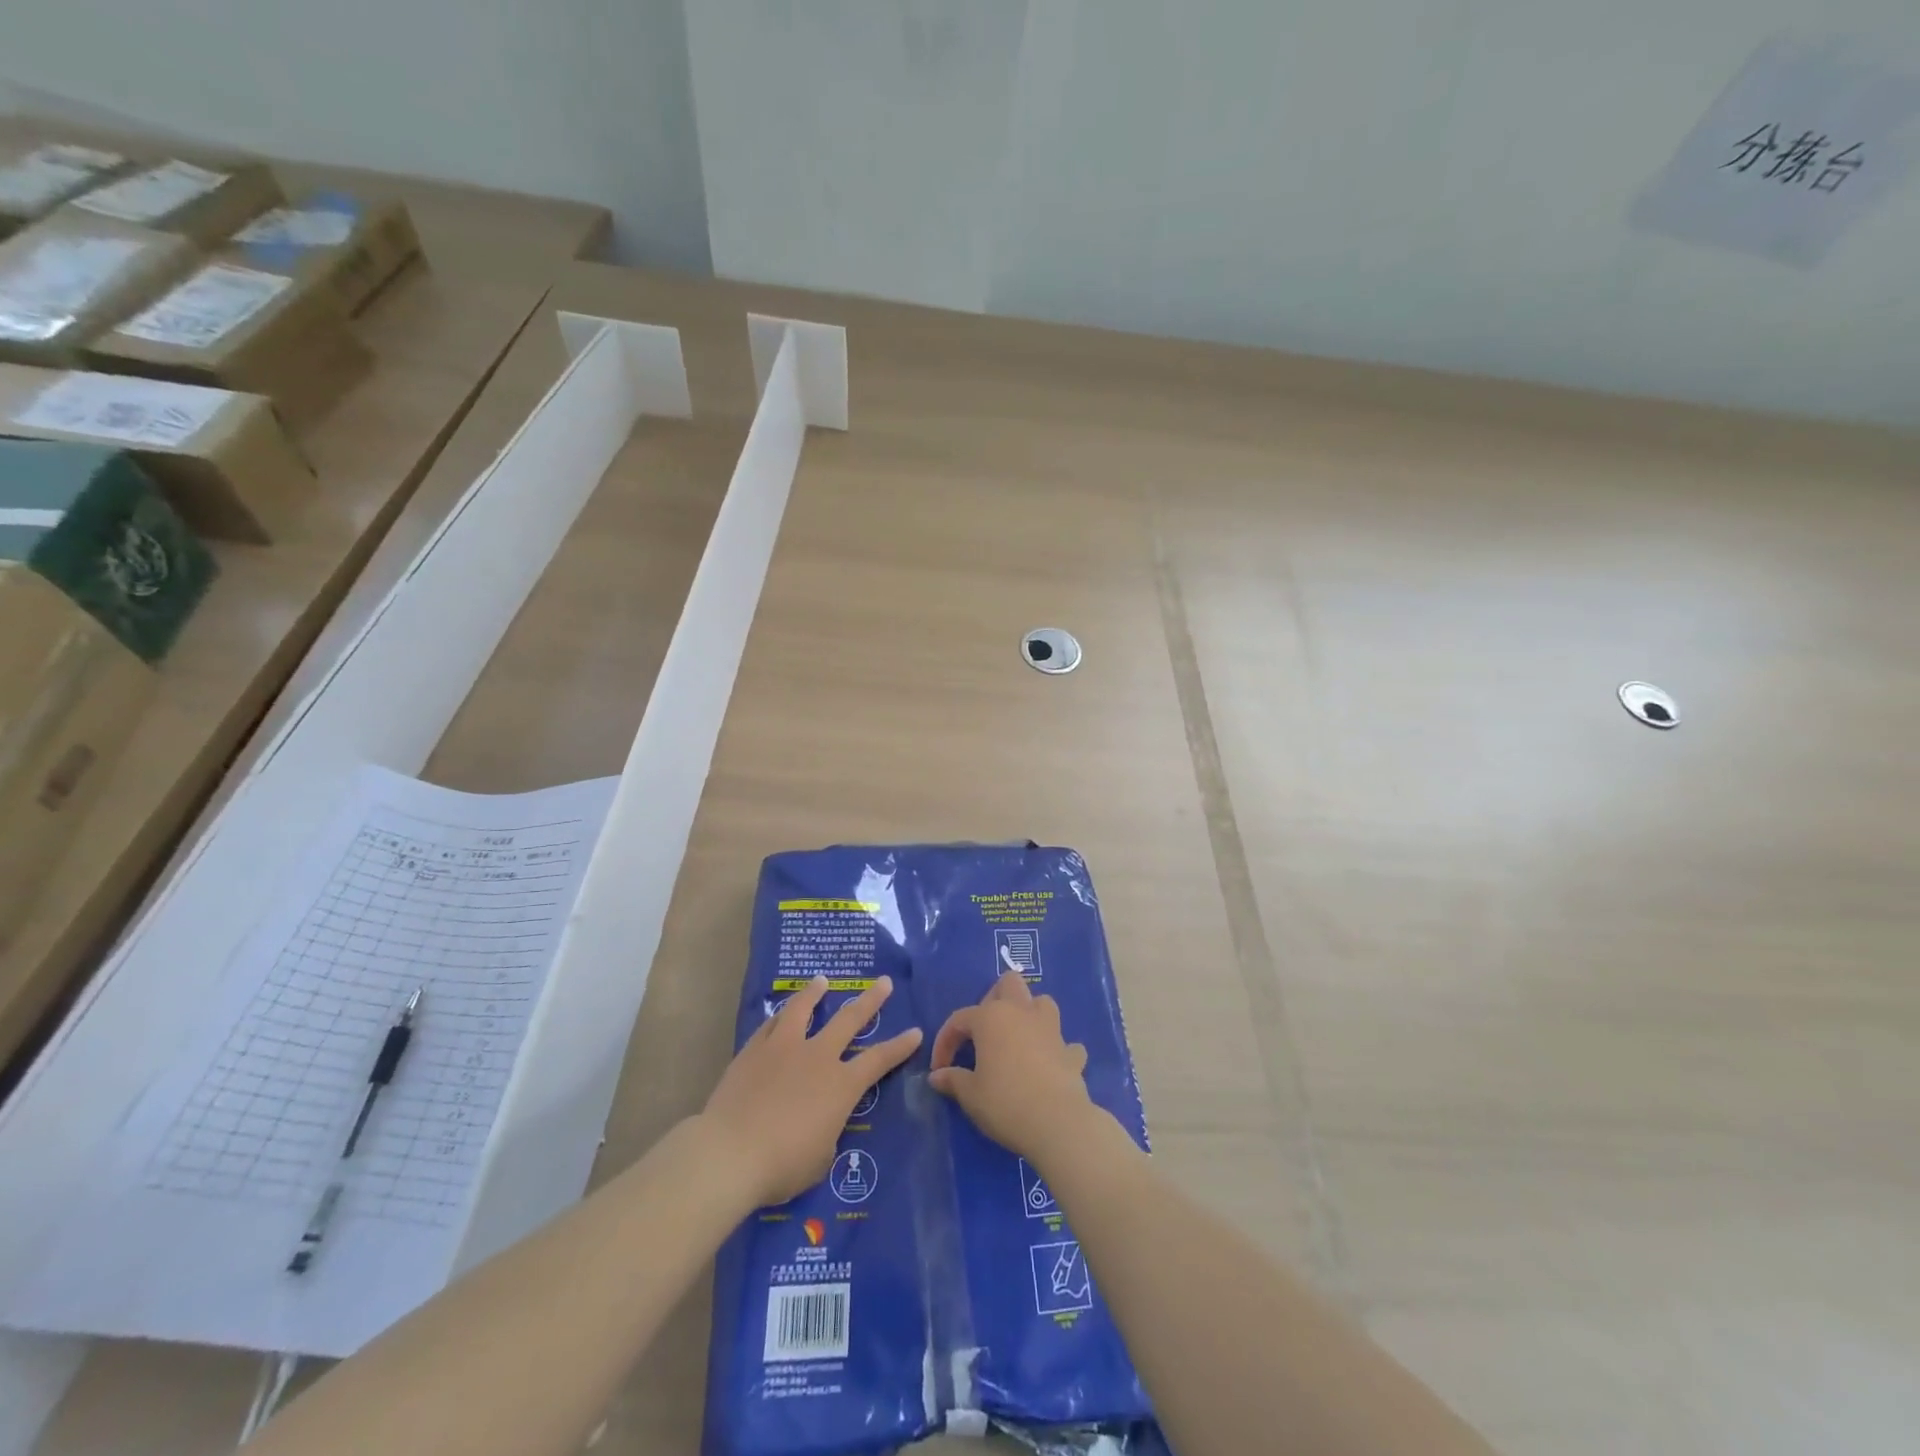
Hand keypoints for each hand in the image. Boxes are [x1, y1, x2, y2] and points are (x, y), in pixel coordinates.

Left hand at [701, 975, 921, 1206]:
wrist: (730, 1153)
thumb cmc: (782, 1165)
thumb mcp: (819, 1160)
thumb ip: (826, 1135)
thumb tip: (820, 1126)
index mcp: (841, 1085)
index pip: (879, 1060)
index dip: (900, 1046)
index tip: (915, 1031)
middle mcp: (818, 1057)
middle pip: (849, 1020)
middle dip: (870, 1000)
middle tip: (883, 982)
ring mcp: (784, 1048)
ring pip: (803, 1010)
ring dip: (815, 994)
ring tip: (821, 981)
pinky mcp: (753, 1051)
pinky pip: (771, 1025)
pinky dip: (780, 1016)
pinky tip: (780, 1012)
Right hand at [929, 971, 1103, 1167]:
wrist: (1057, 1122)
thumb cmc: (1005, 1103)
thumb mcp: (970, 1095)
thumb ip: (953, 1080)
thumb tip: (937, 1076)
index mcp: (991, 1017)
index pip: (960, 1019)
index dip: (945, 1042)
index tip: (939, 1069)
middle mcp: (1022, 1012)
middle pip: (1008, 984)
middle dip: (993, 1000)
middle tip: (983, 1033)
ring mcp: (1051, 1029)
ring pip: (1041, 1003)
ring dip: (1028, 1015)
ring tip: (1017, 1039)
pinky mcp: (1071, 1052)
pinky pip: (1064, 1042)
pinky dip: (1056, 1050)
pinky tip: (1048, 1066)